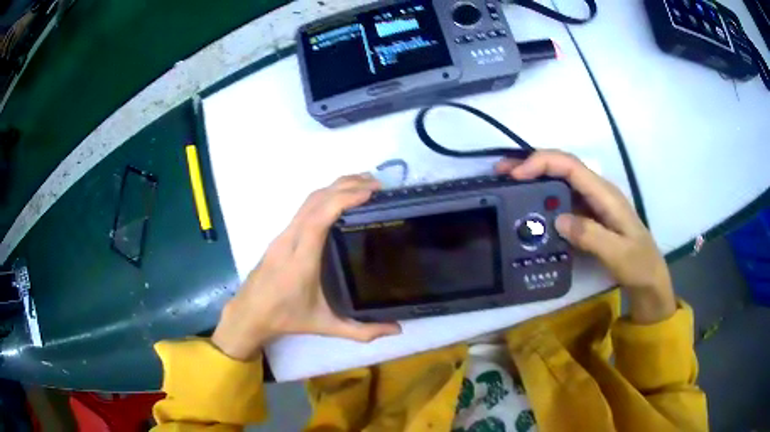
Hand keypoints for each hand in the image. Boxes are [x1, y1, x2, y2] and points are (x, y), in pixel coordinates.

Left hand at [212, 174, 401, 360]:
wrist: (249, 313)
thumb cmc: (285, 318)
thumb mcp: (325, 326)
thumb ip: (362, 331)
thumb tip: (397, 329)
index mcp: (300, 261)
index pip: (318, 219)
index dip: (342, 199)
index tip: (369, 192)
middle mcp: (289, 240)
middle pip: (315, 200)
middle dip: (345, 185)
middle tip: (377, 185)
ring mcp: (283, 235)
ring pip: (308, 200)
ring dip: (335, 187)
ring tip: (363, 185)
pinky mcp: (282, 235)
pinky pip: (305, 207)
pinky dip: (326, 196)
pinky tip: (340, 200)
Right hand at [496, 150, 675, 323]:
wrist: (648, 279)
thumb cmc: (638, 264)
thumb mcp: (618, 253)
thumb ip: (590, 235)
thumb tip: (558, 219)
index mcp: (605, 194)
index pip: (571, 166)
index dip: (542, 163)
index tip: (517, 175)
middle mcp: (598, 192)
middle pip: (562, 167)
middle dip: (531, 164)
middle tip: (501, 173)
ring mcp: (593, 203)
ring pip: (560, 181)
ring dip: (534, 179)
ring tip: (508, 186)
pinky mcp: (589, 216)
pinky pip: (563, 200)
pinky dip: (543, 198)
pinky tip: (530, 208)